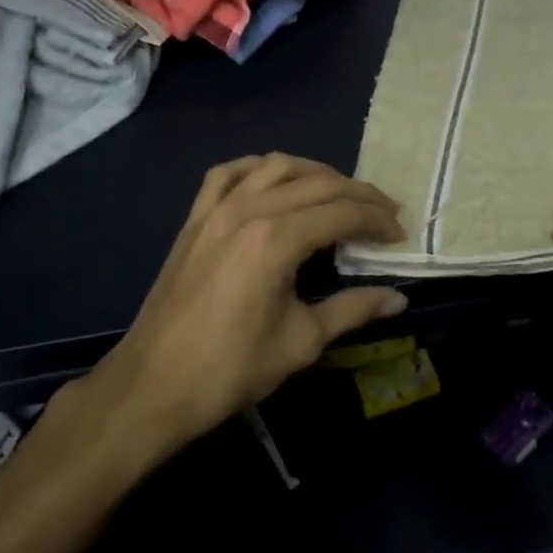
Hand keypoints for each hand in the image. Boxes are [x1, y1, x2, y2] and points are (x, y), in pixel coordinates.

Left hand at [92, 154, 407, 458]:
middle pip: (316, 183)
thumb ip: (353, 310)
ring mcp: (216, 209)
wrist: (153, 386)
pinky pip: (229, 173)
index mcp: (276, 240)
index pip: (341, 213)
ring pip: (275, 166)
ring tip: (340, 193)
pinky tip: (274, 180)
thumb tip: (398, 299)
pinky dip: (258, 168)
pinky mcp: (194, 219)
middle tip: (384, 213)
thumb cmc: (230, 369)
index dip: (376, 220)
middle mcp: (248, 211)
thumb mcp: (301, 342)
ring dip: (315, 173)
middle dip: (358, 193)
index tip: (399, 234)